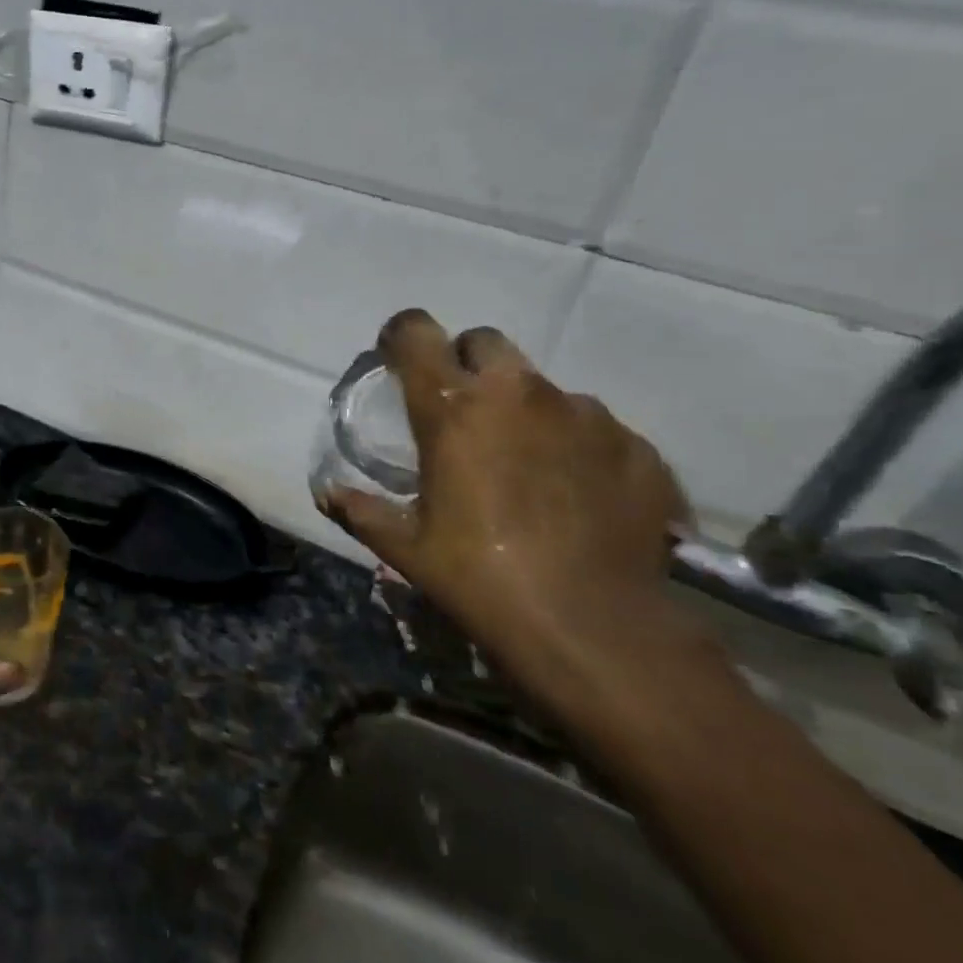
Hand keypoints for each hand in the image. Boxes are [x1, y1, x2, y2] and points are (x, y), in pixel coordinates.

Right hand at [320, 310, 717, 715]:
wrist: (595, 629)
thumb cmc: (479, 578)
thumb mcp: (404, 546)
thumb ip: (360, 509)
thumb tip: (326, 492)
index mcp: (453, 407)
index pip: (416, 332)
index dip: (401, 336)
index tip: (397, 357)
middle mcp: (519, 393)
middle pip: (484, 342)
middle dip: (466, 363)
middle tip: (461, 411)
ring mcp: (585, 415)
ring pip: (542, 386)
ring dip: (523, 409)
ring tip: (524, 462)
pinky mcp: (636, 447)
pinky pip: (595, 427)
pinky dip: (576, 445)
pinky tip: (574, 492)